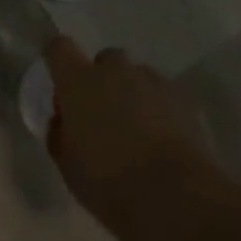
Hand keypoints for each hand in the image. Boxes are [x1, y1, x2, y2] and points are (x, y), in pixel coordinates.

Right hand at [43, 36, 218, 225]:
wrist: (171, 192)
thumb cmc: (107, 180)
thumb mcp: (67, 165)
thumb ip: (60, 134)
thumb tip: (64, 120)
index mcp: (79, 82)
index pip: (60, 48)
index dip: (57, 57)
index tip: (58, 77)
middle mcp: (116, 71)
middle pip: (106, 60)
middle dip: (101, 79)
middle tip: (100, 113)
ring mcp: (152, 81)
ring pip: (137, 76)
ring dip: (132, 92)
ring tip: (134, 128)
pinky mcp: (182, 97)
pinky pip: (162, 94)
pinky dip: (158, 108)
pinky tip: (160, 137)